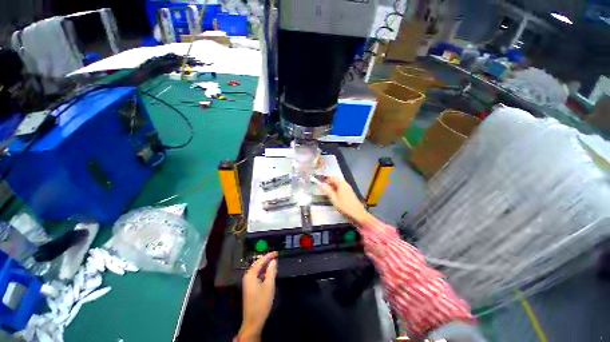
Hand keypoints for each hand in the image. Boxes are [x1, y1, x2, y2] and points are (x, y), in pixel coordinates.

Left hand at [238, 252, 277, 340]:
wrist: (253, 321)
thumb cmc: (261, 302)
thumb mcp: (269, 285)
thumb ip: (271, 271)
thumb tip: (273, 261)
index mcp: (251, 274)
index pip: (260, 261)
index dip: (269, 255)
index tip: (277, 252)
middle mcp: (247, 276)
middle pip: (257, 263)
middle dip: (266, 259)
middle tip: (276, 256)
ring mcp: (247, 282)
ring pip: (257, 269)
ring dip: (265, 265)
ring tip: (274, 261)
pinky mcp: (249, 287)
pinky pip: (257, 274)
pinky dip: (263, 271)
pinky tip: (269, 272)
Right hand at [321, 177, 371, 223]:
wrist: (357, 213)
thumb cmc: (345, 206)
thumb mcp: (334, 199)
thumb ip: (328, 191)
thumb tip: (323, 185)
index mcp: (341, 184)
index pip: (333, 177)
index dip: (326, 179)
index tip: (321, 182)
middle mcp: (345, 184)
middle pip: (336, 180)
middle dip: (329, 182)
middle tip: (324, 186)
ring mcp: (348, 189)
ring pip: (339, 184)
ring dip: (333, 186)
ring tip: (328, 191)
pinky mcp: (350, 193)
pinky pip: (342, 188)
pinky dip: (337, 190)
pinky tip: (334, 195)